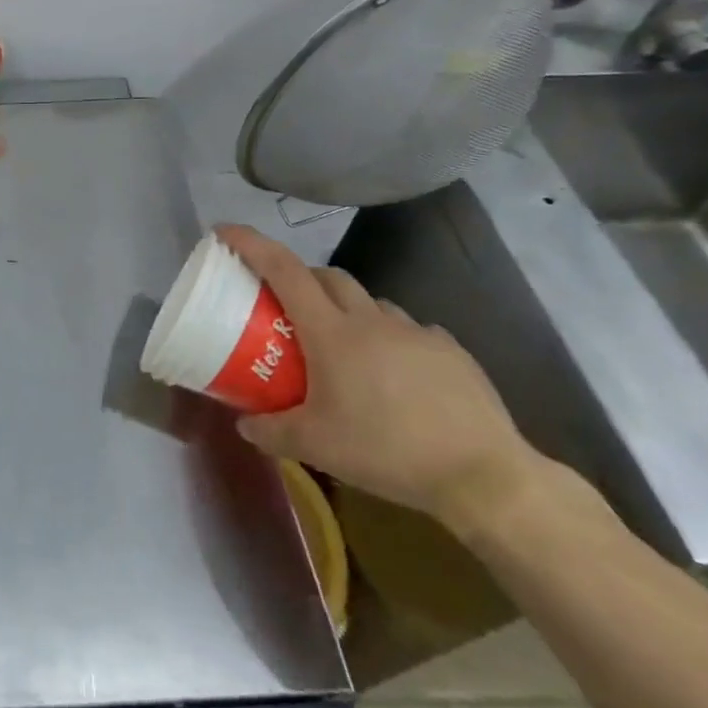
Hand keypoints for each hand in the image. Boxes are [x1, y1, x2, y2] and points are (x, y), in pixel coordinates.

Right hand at [216, 225, 544, 533]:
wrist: (483, 476)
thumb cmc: (386, 451)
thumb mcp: (314, 447)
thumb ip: (269, 431)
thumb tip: (244, 424)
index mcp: (331, 333)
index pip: (283, 270)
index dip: (251, 244)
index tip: (224, 231)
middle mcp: (372, 320)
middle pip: (327, 276)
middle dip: (300, 278)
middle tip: (285, 306)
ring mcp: (416, 332)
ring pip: (370, 302)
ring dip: (346, 309)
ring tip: (341, 346)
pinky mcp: (451, 351)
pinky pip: (408, 330)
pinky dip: (388, 337)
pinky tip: (392, 373)